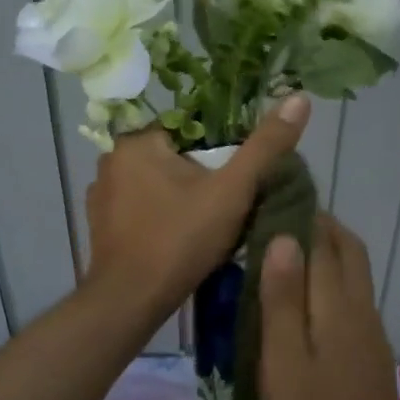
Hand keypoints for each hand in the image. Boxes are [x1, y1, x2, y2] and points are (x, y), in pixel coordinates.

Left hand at [84, 94, 310, 315]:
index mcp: (137, 141)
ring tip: (206, 224)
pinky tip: (178, 238)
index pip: (189, 129)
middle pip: (173, 156)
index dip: (219, 151)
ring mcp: (101, 195)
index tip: (236, 177)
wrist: (131, 301)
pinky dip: (158, 216)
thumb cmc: (180, 240)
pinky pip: (139, 208)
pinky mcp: (100, 224)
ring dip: (179, 196)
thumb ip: (266, 146)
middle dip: (200, 175)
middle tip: (227, 205)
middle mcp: (111, 160)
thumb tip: (299, 97)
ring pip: (155, 183)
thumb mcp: (232, 191)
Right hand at [256, 213, 399, 399]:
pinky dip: (330, 284)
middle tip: (278, 222)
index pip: (325, 241)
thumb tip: (285, 236)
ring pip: (352, 275)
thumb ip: (282, 299)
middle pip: (349, 251)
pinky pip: (352, 300)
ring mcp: (371, 333)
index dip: (302, 215)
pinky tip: (304, 305)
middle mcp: (361, 309)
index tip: (273, 199)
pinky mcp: (371, 355)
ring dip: (326, 255)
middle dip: (320, 227)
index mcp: (338, 305)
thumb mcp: (283, 361)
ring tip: (283, 257)